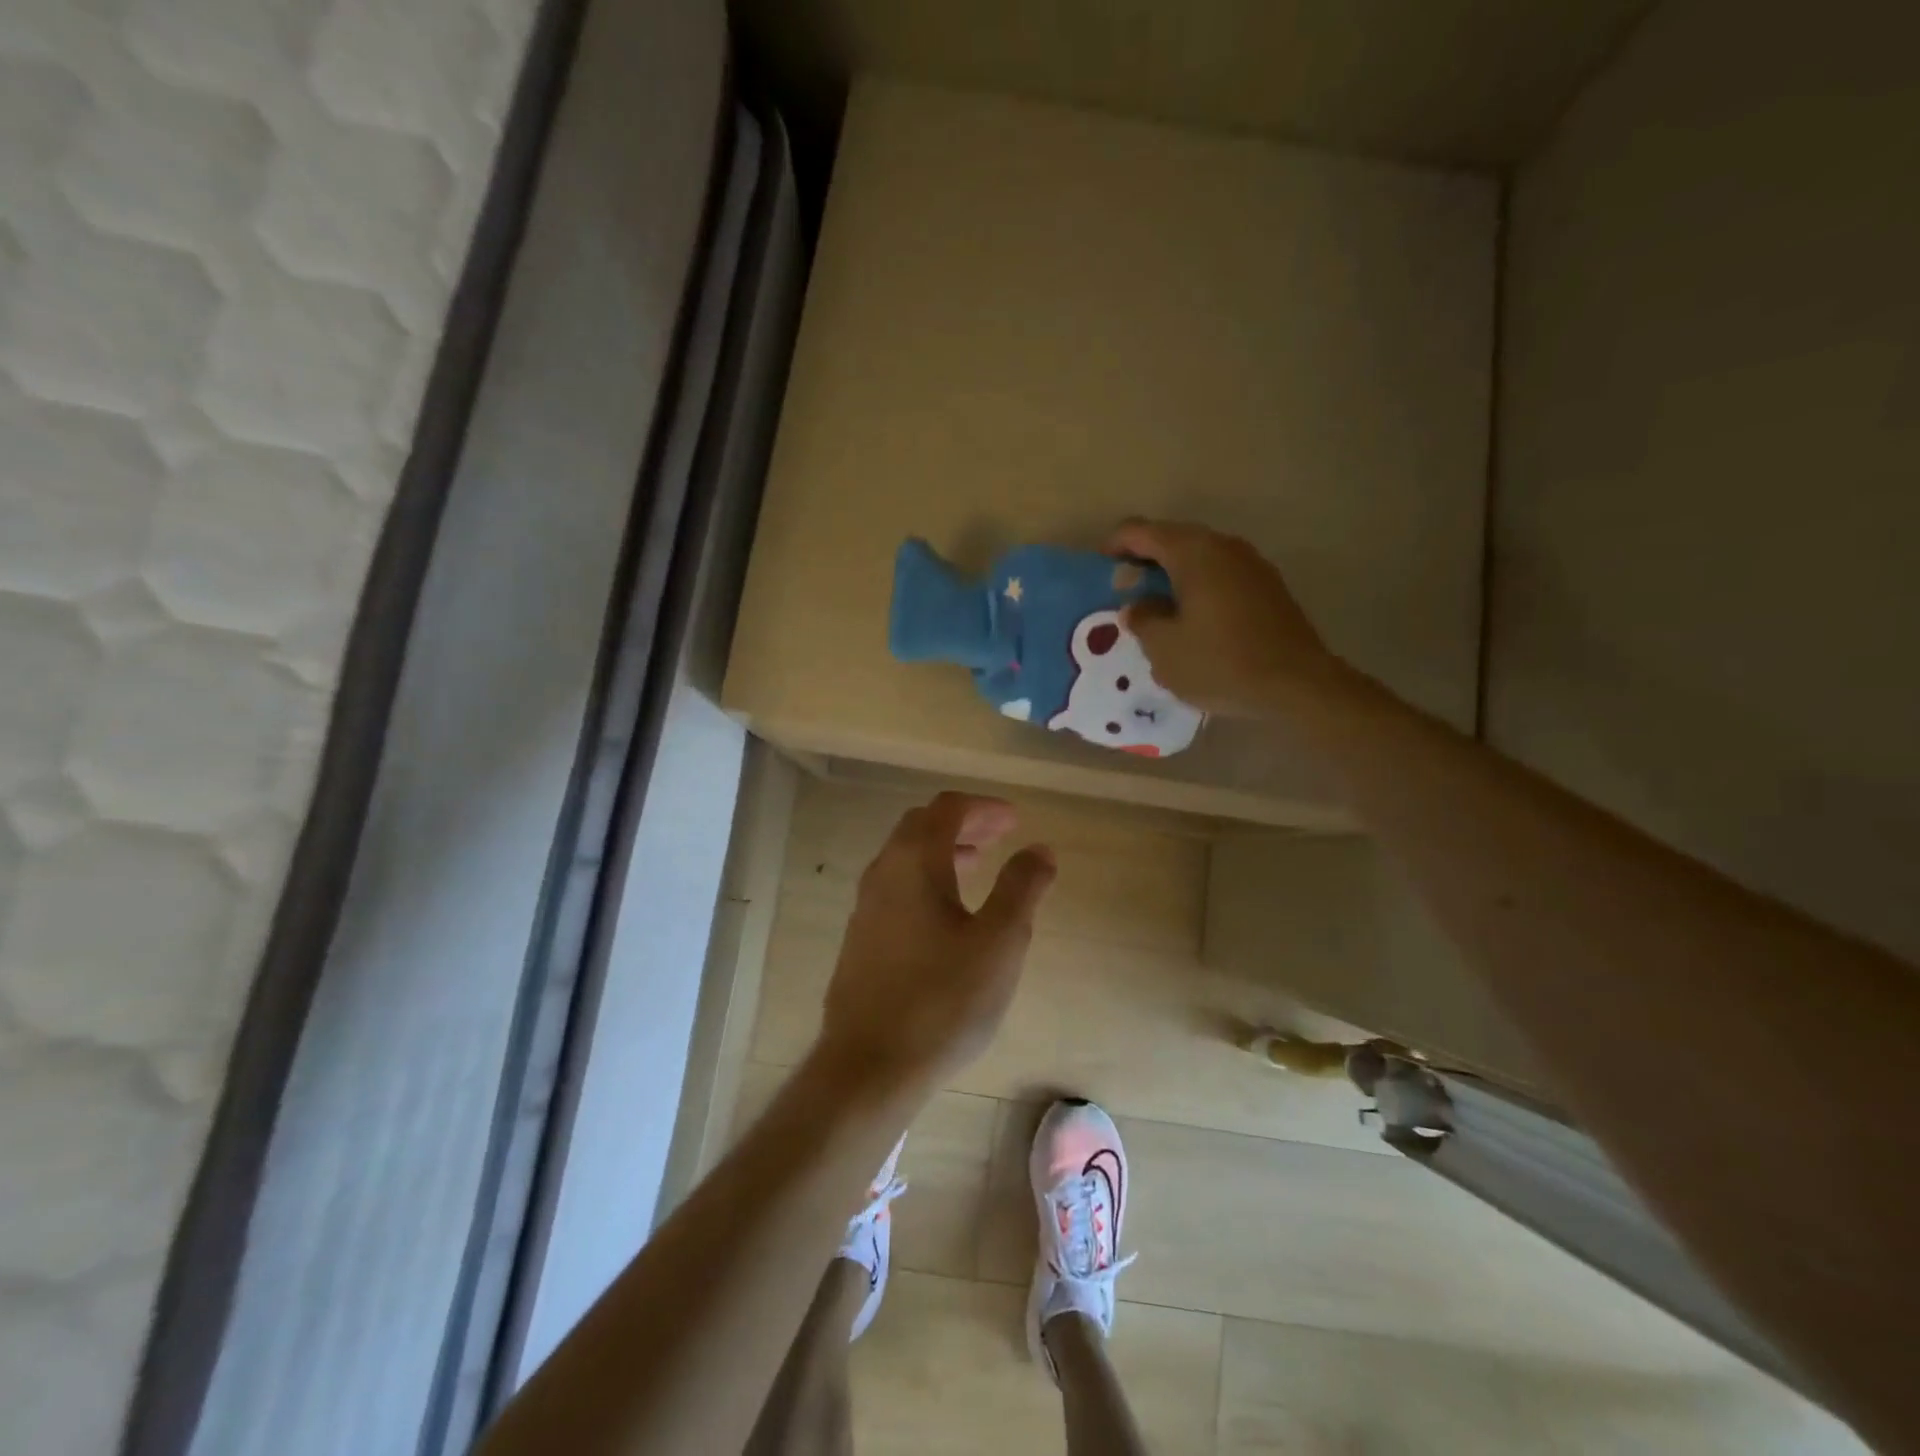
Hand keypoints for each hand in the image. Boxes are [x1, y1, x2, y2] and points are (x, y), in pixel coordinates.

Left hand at [818, 793, 1055, 1093]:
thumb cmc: (943, 999)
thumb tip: (1039, 849)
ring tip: (977, 865)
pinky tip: (947, 913)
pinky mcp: (860, 937)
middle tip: (999, 835)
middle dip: (963, 823)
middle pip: (922, 826)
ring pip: (905, 857)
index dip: (984, 807)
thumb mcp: (999, 942)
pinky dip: (926, 878)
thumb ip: (1022, 888)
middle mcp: (883, 872)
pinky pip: (896, 886)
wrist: (869, 1065)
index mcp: (915, 862)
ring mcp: (865, 906)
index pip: (948, 809)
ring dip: (943, 851)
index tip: (1015, 820)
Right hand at [1108, 518, 1344, 717]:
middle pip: (1171, 539)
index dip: (1114, 546)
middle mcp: (1223, 546)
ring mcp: (1251, 563)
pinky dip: (1198, 588)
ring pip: (1198, 558)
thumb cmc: (1220, 663)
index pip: (1139, 530)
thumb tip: (1137, 606)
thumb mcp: (1163, 648)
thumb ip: (1142, 619)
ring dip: (1172, 576)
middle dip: (1143, 562)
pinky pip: (1220, 575)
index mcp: (1192, 552)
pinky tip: (1192, 621)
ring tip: (1156, 610)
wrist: (1297, 684)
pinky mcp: (1267, 586)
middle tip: (1125, 594)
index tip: (1100, 572)